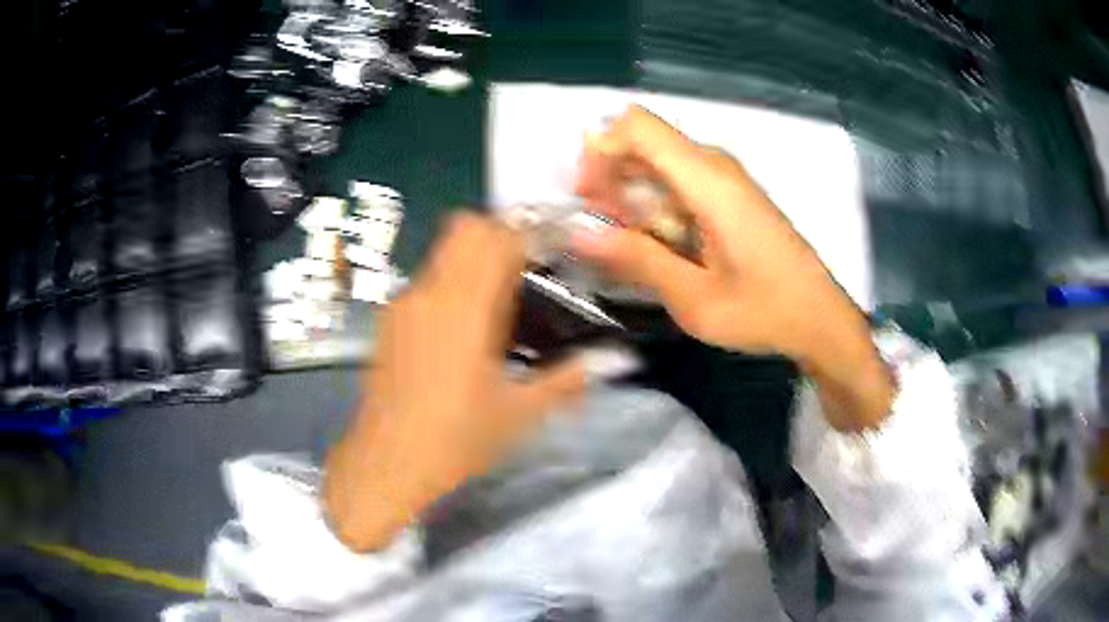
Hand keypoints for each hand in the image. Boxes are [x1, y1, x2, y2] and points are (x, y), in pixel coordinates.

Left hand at [325, 213, 584, 550]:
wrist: (387, 464)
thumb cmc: (455, 440)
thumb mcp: (519, 414)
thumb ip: (566, 380)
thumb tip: (609, 361)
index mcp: (467, 308)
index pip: (497, 237)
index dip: (528, 235)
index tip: (549, 255)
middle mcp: (431, 293)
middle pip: (465, 228)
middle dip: (499, 237)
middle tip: (525, 273)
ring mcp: (404, 305)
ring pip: (443, 253)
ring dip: (473, 260)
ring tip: (497, 304)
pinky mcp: (389, 322)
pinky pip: (426, 281)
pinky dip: (450, 284)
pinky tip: (461, 331)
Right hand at [573, 106, 892, 430]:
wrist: (819, 317)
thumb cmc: (764, 310)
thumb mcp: (694, 298)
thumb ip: (637, 260)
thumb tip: (579, 236)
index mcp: (707, 180)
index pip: (635, 126)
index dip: (600, 152)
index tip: (589, 199)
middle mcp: (715, 165)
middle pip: (642, 141)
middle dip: (610, 177)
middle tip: (607, 230)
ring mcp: (726, 177)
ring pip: (658, 161)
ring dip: (632, 194)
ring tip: (632, 244)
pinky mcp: (731, 193)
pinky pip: (679, 179)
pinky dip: (657, 203)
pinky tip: (663, 244)